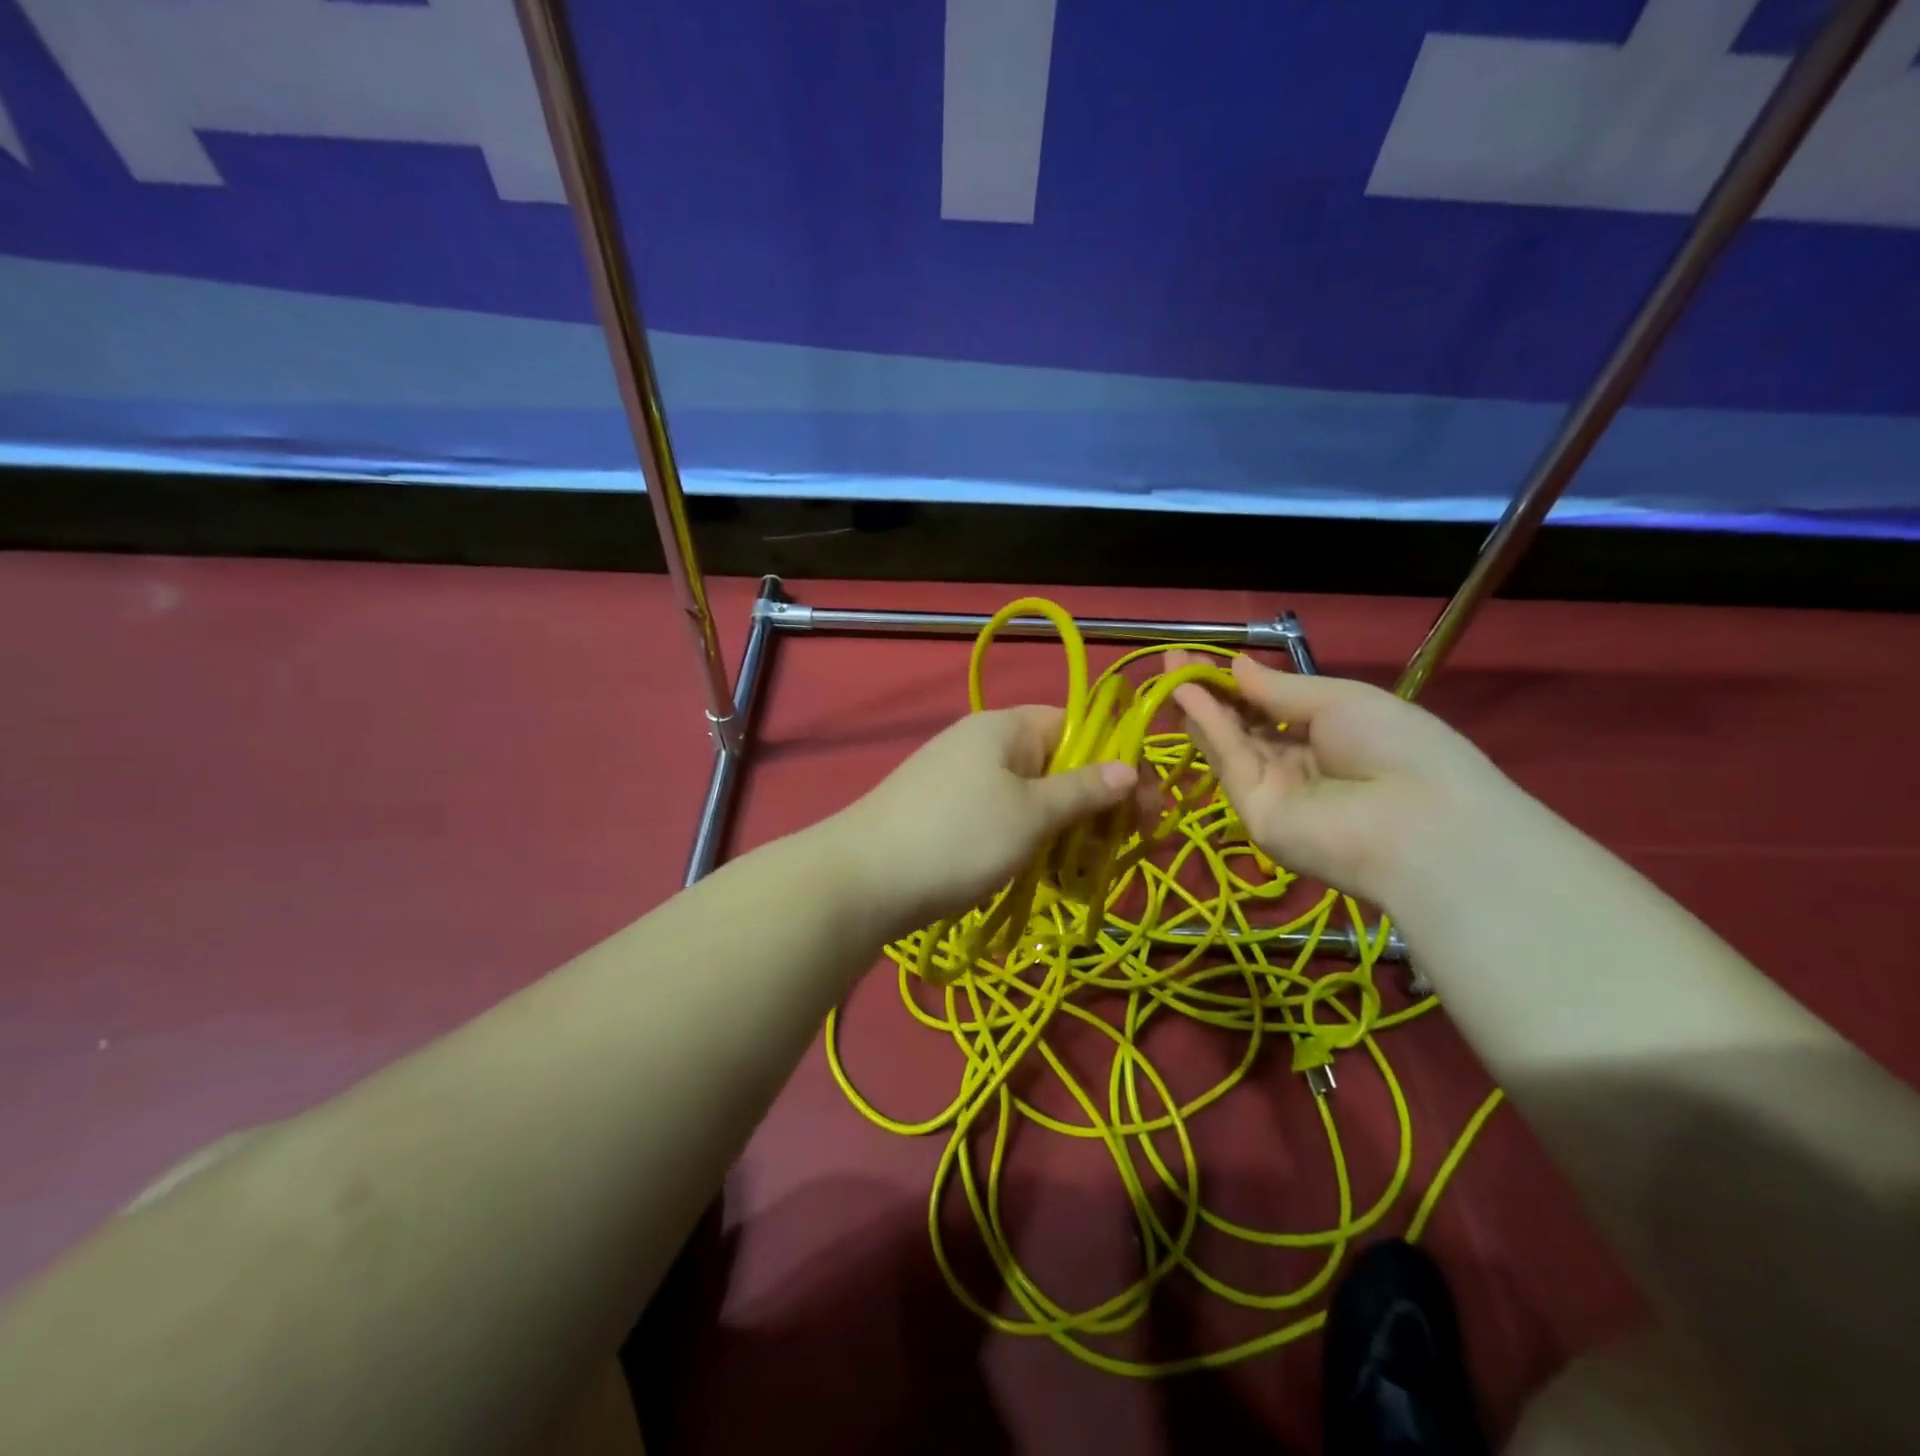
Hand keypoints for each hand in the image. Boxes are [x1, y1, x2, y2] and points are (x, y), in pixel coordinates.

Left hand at [834, 706, 1139, 936]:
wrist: (862, 880)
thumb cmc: (959, 837)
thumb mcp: (1032, 815)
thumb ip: (1084, 790)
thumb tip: (1128, 769)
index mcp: (1007, 727)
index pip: (1079, 727)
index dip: (1118, 764)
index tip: (1147, 811)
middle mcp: (985, 744)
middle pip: (1059, 765)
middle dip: (1095, 807)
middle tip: (1120, 850)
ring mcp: (962, 780)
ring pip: (1034, 799)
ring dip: (1066, 832)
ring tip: (1081, 874)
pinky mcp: (947, 814)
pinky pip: (1005, 819)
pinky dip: (1030, 844)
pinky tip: (1044, 878)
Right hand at [1171, 654, 1517, 907]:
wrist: (1420, 821)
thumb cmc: (1396, 745)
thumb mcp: (1341, 699)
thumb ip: (1280, 688)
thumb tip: (1236, 666)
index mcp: (1331, 737)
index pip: (1273, 709)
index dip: (1239, 683)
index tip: (1206, 657)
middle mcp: (1299, 765)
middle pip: (1245, 726)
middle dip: (1211, 692)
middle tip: (1176, 660)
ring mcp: (1275, 792)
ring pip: (1231, 743)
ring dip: (1201, 706)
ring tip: (1171, 670)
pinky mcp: (1254, 813)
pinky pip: (1231, 762)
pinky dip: (1209, 727)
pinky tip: (1188, 694)